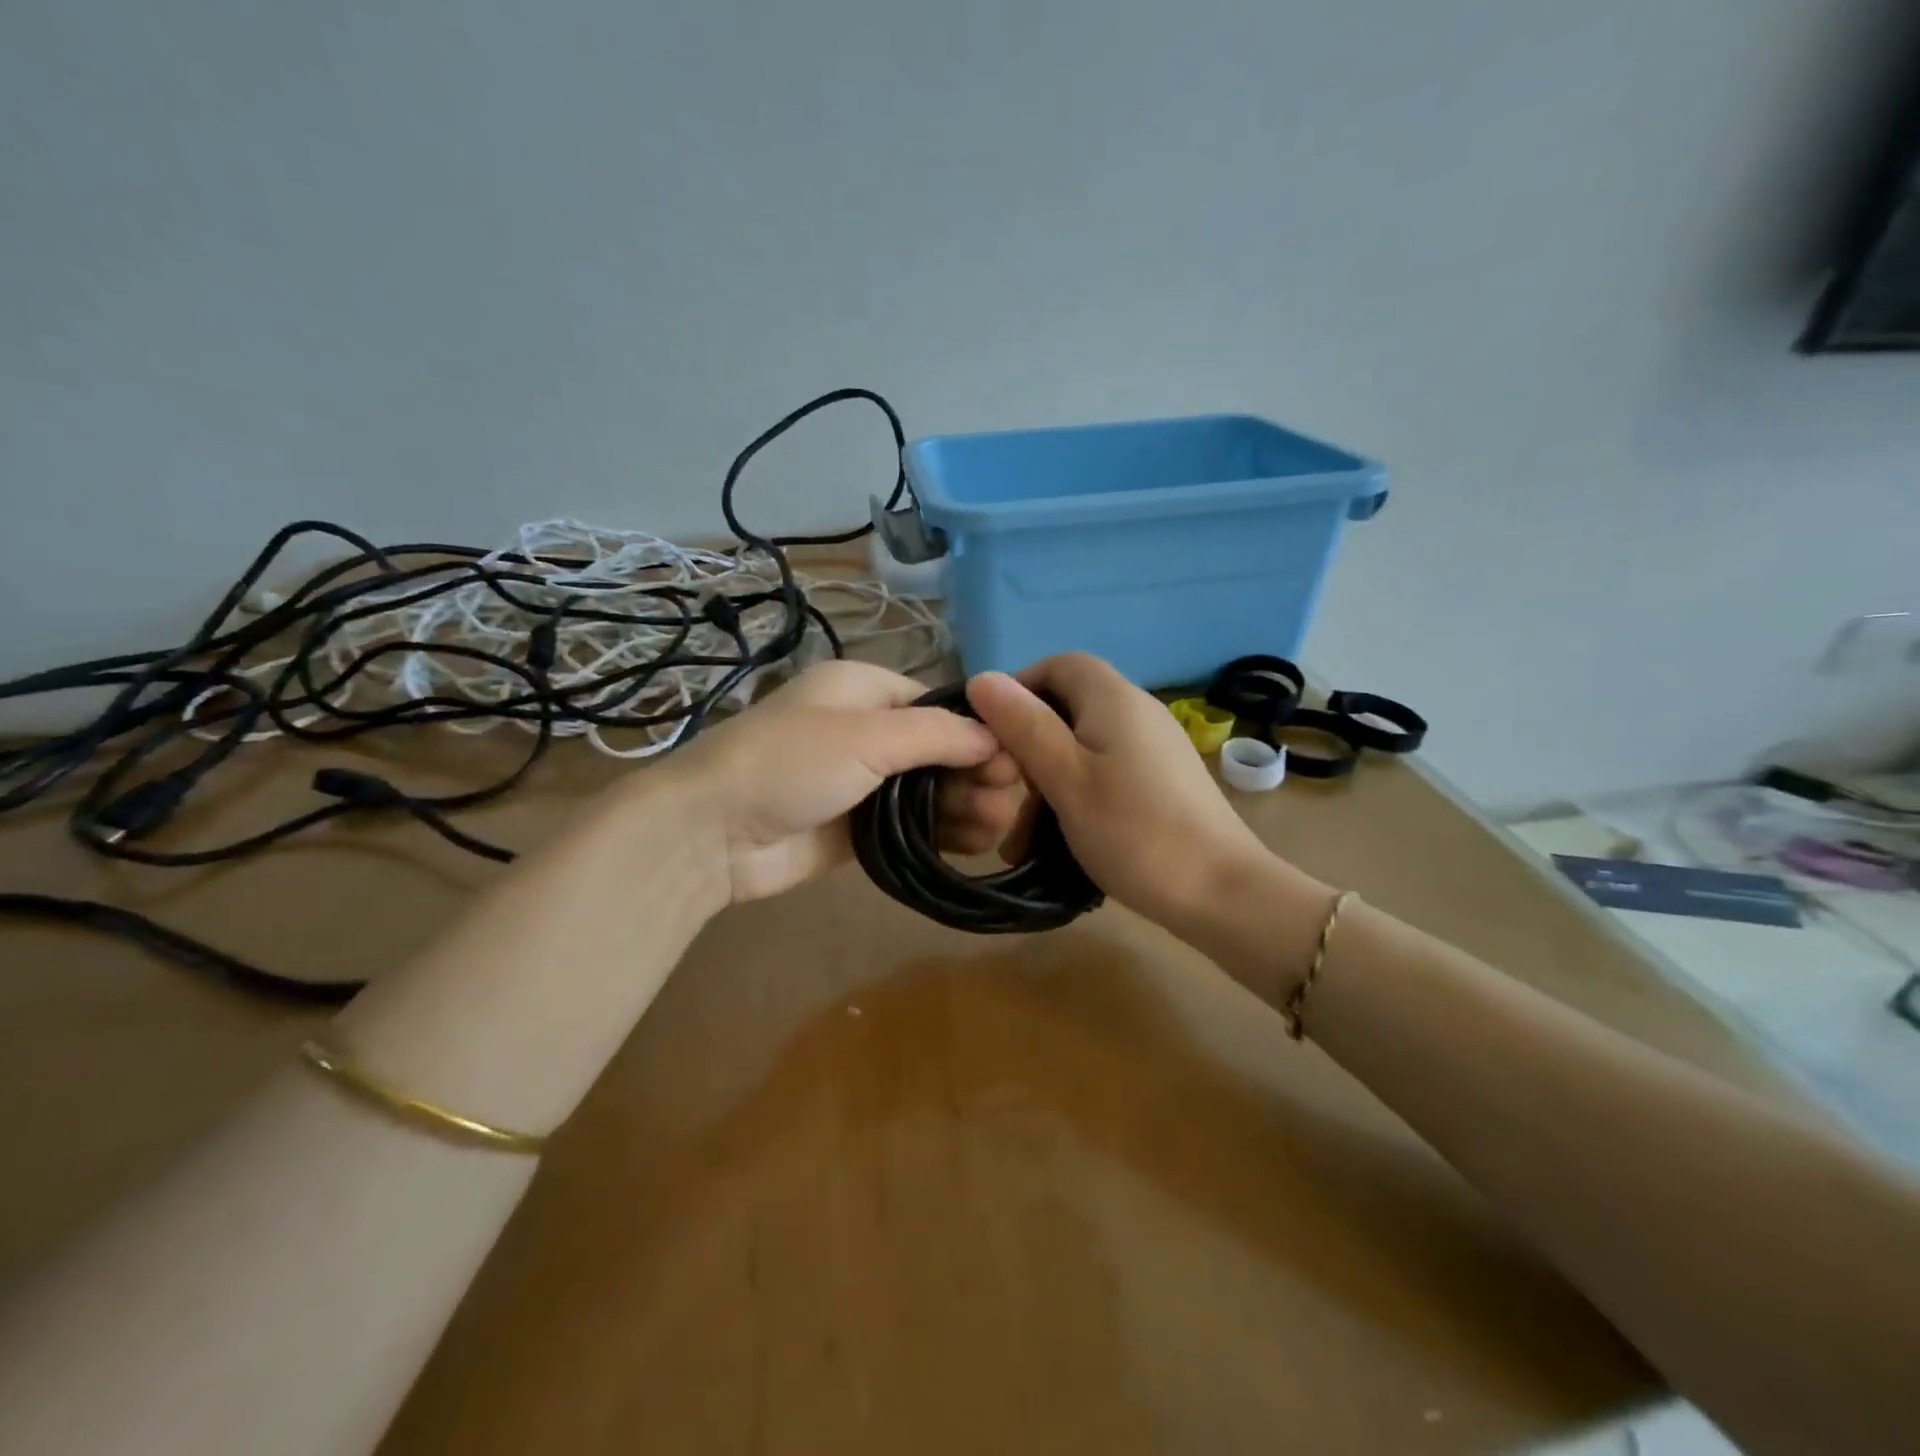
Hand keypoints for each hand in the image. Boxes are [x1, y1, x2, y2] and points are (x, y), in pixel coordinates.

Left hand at [672, 659, 1023, 903]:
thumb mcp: (865, 735)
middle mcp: (866, 731)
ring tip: (997, 825)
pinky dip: (942, 833)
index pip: (937, 704)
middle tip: (1009, 800)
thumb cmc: (790, 763)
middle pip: (938, 749)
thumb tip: (994, 736)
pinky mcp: (858, 827)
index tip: (1015, 759)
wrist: (711, 833)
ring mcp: (862, 782)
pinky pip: (912, 825)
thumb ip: (935, 734)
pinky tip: (975, 843)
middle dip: (975, 771)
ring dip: (964, 803)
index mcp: (864, 690)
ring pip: (929, 789)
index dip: (977, 730)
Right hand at [966, 653, 1276, 933]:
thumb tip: (981, 678)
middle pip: (1068, 708)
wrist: (1220, 892)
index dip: (1019, 690)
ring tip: (1022, 837)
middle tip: (1003, 795)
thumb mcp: (1065, 777)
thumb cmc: (1133, 830)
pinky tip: (1061, 840)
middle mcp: (1137, 711)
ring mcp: (1154, 748)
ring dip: (1047, 783)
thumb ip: (1024, 726)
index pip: (1057, 665)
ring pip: (1083, 747)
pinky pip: (1105, 772)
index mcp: (1113, 698)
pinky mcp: (1162, 781)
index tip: (991, 735)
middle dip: (1028, 747)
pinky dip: (1076, 796)